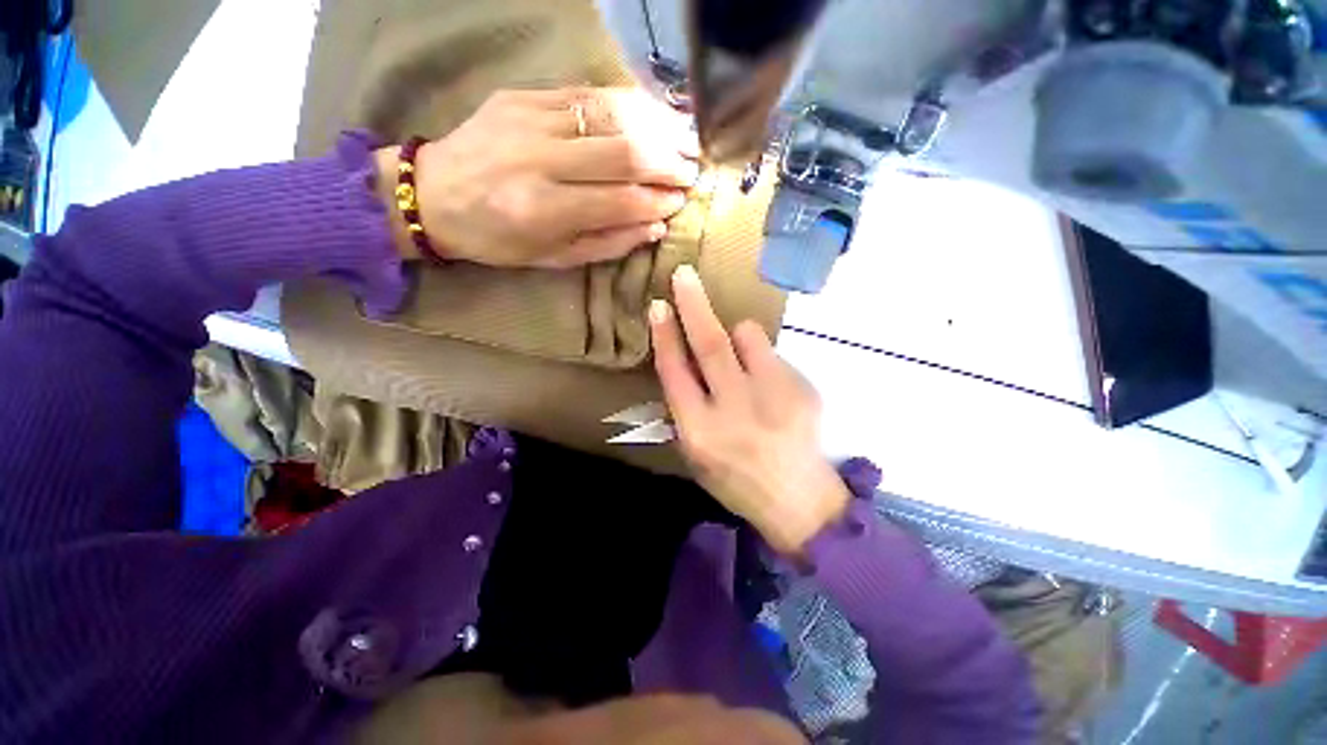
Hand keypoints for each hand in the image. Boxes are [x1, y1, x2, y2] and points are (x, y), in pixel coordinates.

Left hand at [381, 88, 700, 268]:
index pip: (621, 200)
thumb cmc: (497, 240)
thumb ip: (607, 244)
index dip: (659, 201)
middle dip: (668, 161)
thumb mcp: (553, 258)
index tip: (681, 202)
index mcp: (543, 210)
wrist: (433, 194)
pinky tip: (651, 115)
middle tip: (692, 170)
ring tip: (685, 140)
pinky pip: (587, 94)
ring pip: (612, 115)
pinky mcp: (523, 95)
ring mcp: (530, 119)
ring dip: (657, 126)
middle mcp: (539, 160)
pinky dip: (627, 104)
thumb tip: (655, 228)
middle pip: (624, 152)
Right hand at [650, 265, 851, 554]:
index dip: (664, 336)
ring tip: (741, 355)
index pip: (674, 372)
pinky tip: (768, 385)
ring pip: (747, 336)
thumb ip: (685, 407)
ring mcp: (773, 396)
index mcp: (700, 431)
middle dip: (693, 305)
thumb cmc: (735, 479)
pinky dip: (760, 357)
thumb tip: (682, 359)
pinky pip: (772, 353)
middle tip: (684, 274)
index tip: (658, 307)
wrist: (798, 499)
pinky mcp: (801, 388)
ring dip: (737, 334)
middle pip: (709, 344)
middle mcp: (734, 409)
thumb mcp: (695, 454)